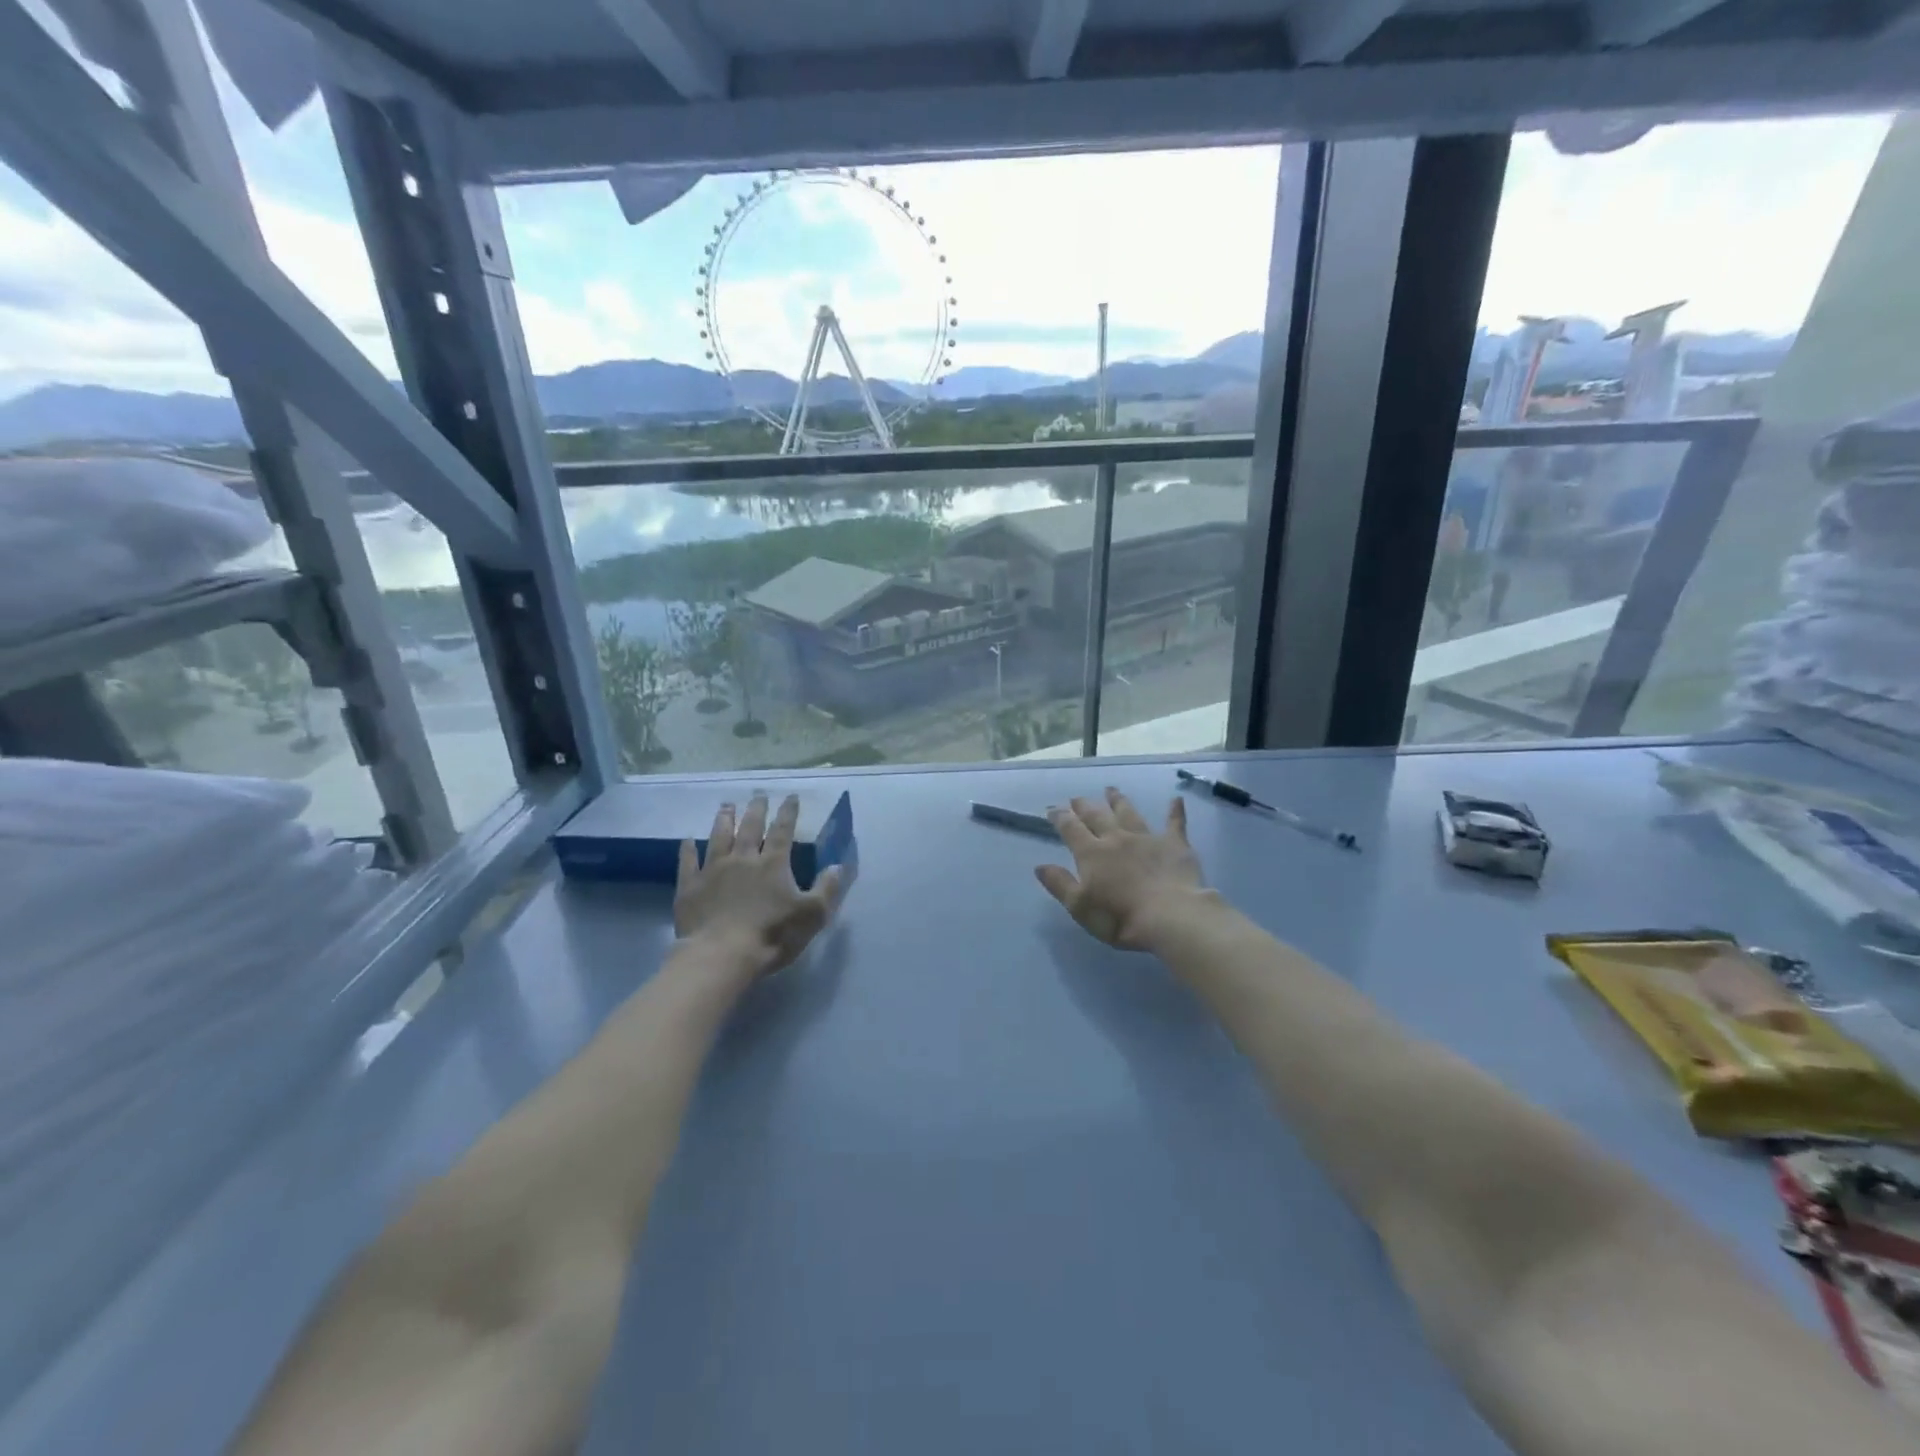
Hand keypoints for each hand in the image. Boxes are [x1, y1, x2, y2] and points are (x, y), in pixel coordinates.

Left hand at [675, 794, 844, 977]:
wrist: (721, 955)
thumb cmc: (772, 935)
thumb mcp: (812, 915)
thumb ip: (826, 888)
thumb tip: (838, 865)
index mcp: (773, 864)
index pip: (783, 831)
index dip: (788, 812)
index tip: (790, 797)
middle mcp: (743, 859)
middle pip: (750, 828)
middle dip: (756, 809)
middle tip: (758, 795)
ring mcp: (713, 871)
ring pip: (719, 837)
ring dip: (724, 820)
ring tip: (726, 806)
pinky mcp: (690, 887)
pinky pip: (688, 862)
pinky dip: (687, 850)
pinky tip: (687, 840)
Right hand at [1036, 788, 1215, 950]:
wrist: (1169, 916)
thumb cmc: (1119, 917)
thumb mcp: (1080, 906)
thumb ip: (1060, 884)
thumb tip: (1040, 866)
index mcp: (1091, 853)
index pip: (1071, 829)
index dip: (1060, 818)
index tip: (1052, 809)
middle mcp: (1116, 838)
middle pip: (1097, 816)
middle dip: (1085, 806)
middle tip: (1077, 798)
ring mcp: (1146, 838)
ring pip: (1129, 813)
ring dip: (1118, 801)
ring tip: (1111, 790)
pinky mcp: (1174, 844)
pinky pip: (1175, 823)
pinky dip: (1175, 811)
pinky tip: (1176, 799)